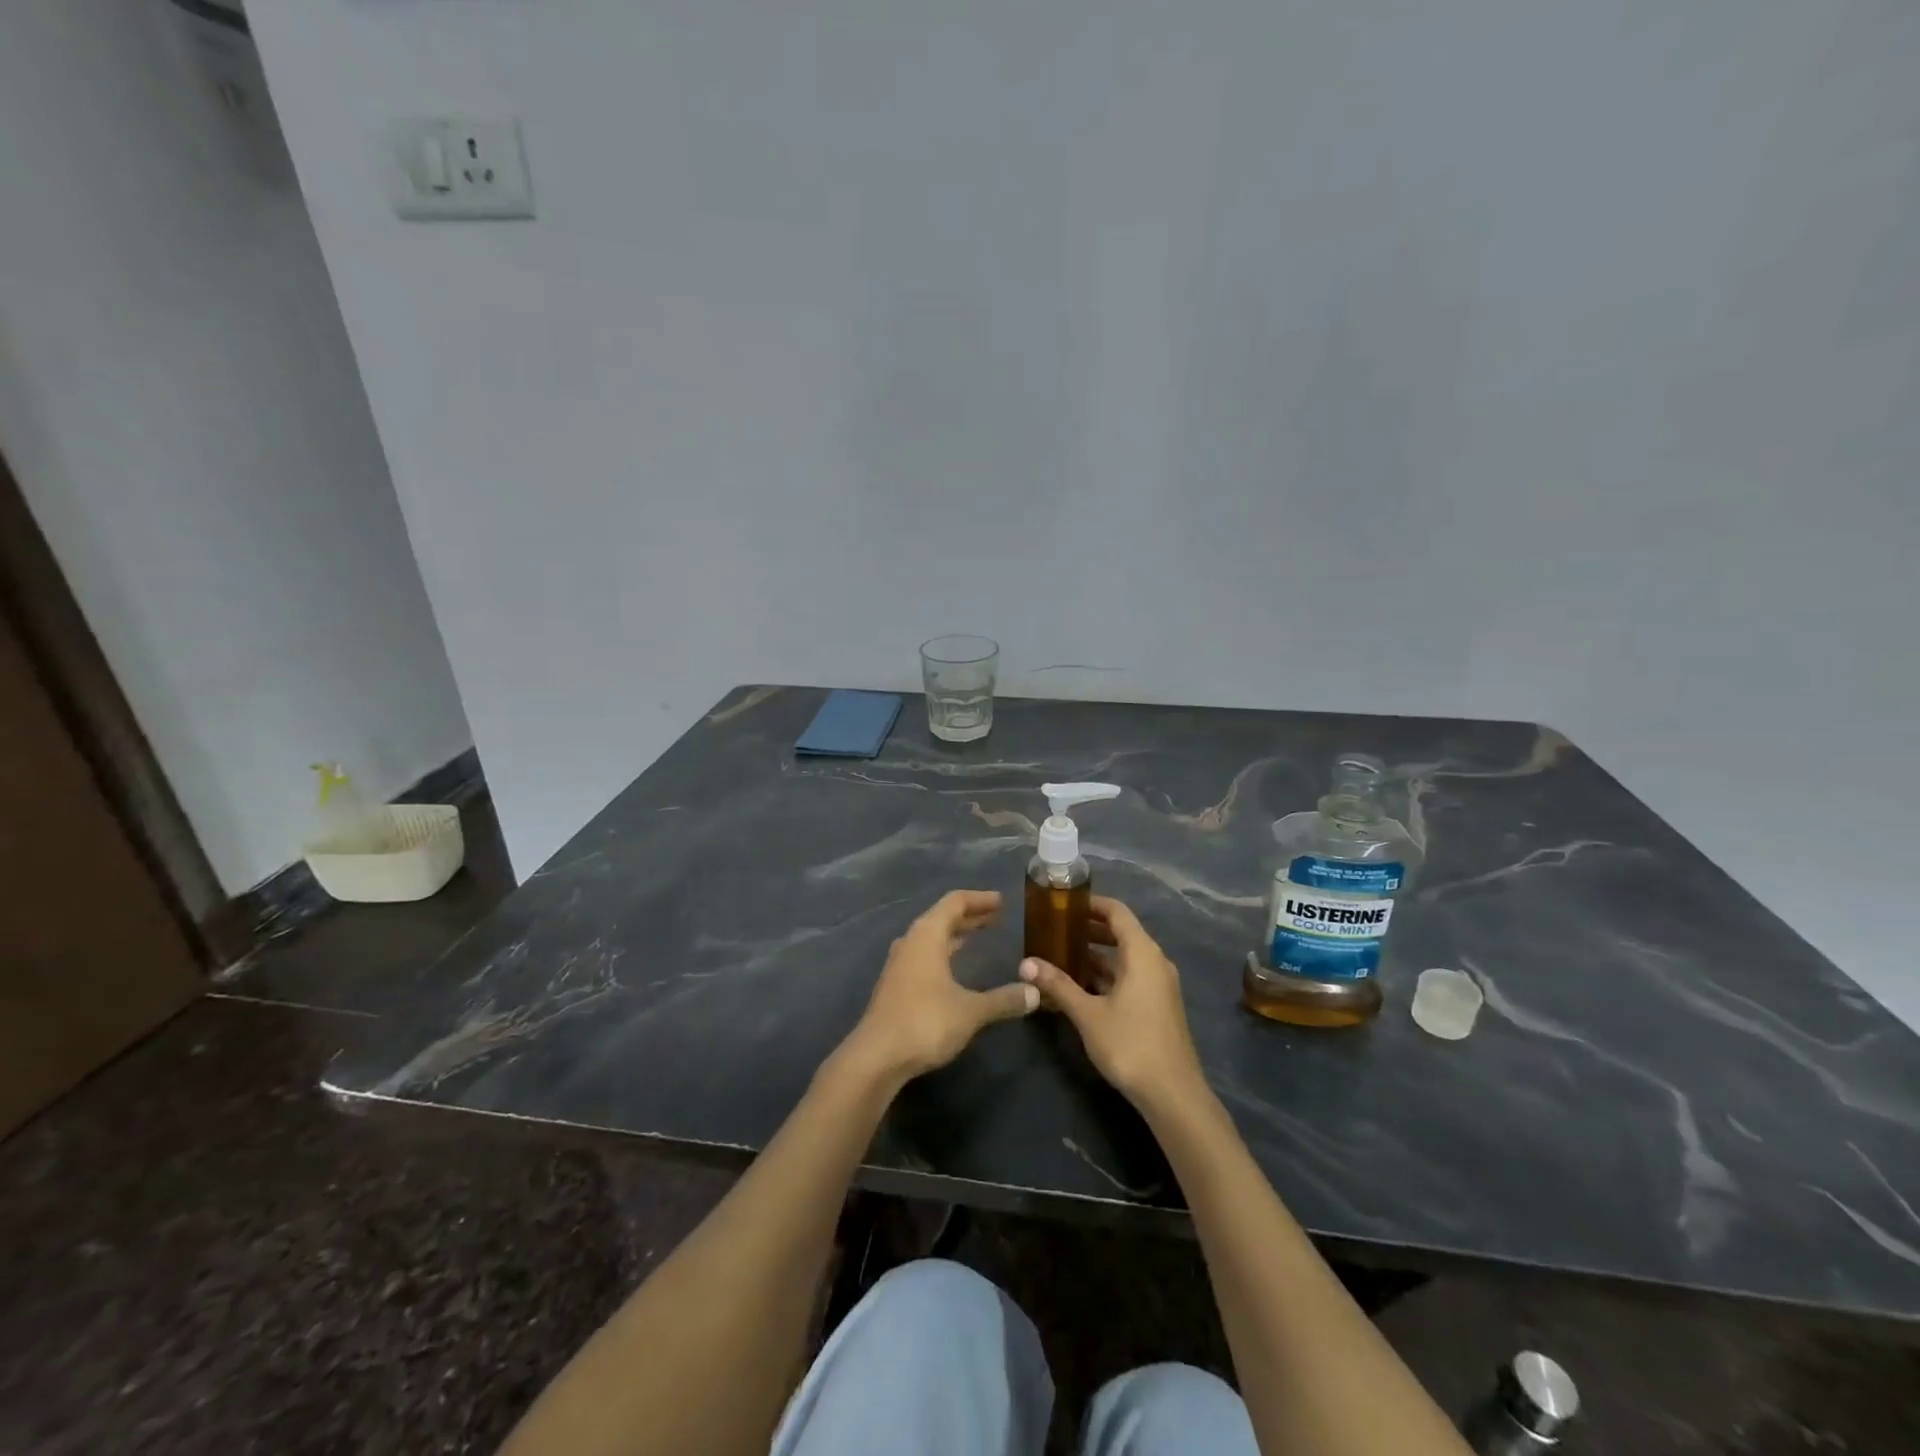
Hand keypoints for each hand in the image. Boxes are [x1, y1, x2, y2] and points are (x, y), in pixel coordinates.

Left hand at [842, 890, 1038, 1083]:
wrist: (876, 1057)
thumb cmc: (925, 1022)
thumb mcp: (971, 1011)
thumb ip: (1003, 999)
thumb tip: (1035, 992)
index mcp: (927, 935)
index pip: (955, 902)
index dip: (979, 899)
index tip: (1001, 901)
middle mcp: (911, 942)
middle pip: (941, 917)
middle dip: (969, 916)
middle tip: (995, 917)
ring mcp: (899, 963)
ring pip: (931, 937)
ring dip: (954, 934)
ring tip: (977, 936)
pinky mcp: (895, 985)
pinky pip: (924, 955)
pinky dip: (943, 952)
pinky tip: (953, 967)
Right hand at [1020, 896, 1206, 1111]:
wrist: (1173, 1094)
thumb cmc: (1130, 1044)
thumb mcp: (1088, 1014)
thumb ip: (1057, 985)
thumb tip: (1025, 963)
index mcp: (1142, 953)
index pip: (1117, 912)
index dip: (1091, 904)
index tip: (1063, 903)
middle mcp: (1154, 961)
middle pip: (1121, 932)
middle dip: (1089, 929)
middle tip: (1055, 929)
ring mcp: (1158, 984)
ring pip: (1124, 958)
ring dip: (1096, 954)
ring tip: (1060, 956)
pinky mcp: (1157, 1005)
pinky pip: (1130, 976)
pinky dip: (1106, 975)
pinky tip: (1080, 986)